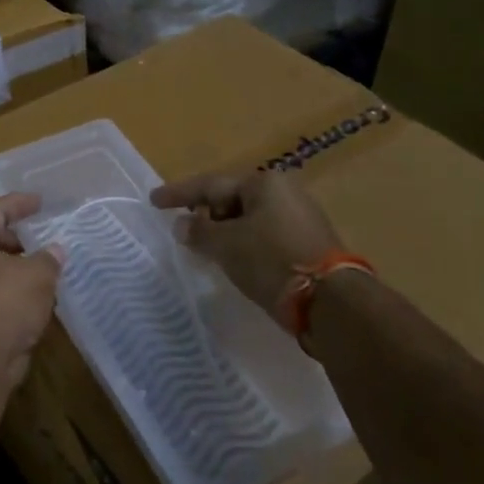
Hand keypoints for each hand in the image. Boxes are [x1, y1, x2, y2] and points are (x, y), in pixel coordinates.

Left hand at [0, 194, 65, 386]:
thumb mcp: (38, 273)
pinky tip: (35, 301)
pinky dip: (11, 295)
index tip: (40, 202)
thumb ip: (49, 258)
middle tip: (42, 240)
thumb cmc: (6, 300)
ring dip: (15, 270)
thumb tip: (55, 251)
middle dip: (17, 240)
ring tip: (45, 271)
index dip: (20, 204)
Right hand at [151, 171, 342, 318]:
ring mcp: (299, 218)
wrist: (329, 301)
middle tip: (182, 229)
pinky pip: (263, 236)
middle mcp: (284, 192)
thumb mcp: (226, 245)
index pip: (211, 184)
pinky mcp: (307, 244)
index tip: (154, 200)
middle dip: (205, 214)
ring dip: (224, 232)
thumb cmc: (271, 260)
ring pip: (248, 219)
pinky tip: (232, 259)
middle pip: (232, 199)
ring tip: (203, 248)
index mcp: (264, 183)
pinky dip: (243, 244)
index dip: (179, 193)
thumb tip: (182, 224)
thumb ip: (199, 231)